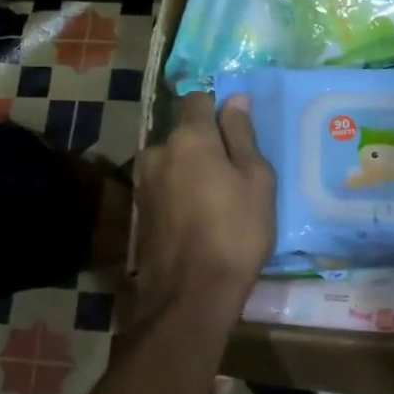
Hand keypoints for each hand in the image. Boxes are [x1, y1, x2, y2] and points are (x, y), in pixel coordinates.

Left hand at [132, 93, 275, 314]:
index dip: (219, 109)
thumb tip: (235, 99)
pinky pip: (163, 185)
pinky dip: (178, 190)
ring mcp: (143, 181)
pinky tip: (196, 215)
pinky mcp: (138, 209)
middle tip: (232, 171)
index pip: (198, 99)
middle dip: (205, 142)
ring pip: (171, 159)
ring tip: (213, 197)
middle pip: (183, 131)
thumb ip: (242, 135)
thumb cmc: (236, 231)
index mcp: (189, 137)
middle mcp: (158, 150)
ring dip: (189, 168)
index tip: (237, 133)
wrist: (191, 294)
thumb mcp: (256, 180)